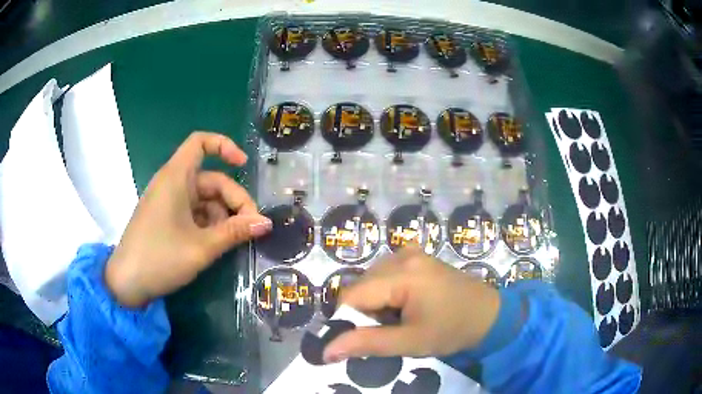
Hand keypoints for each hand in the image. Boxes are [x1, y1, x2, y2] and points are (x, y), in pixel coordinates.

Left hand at [105, 132, 271, 306]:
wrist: (126, 283)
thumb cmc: (160, 259)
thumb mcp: (201, 247)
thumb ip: (235, 232)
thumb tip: (266, 223)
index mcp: (176, 178)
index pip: (200, 142)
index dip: (225, 147)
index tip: (244, 167)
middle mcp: (172, 184)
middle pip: (211, 179)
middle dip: (234, 200)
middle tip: (251, 228)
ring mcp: (168, 202)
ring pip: (204, 199)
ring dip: (223, 216)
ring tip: (232, 241)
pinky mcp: (166, 218)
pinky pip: (194, 212)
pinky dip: (209, 224)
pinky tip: (216, 243)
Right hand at [324, 248, 500, 362]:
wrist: (489, 315)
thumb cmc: (452, 330)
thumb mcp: (410, 342)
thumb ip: (368, 343)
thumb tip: (326, 350)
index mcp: (402, 274)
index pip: (351, 295)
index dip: (348, 319)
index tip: (361, 339)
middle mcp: (403, 255)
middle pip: (361, 285)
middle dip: (365, 311)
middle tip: (388, 329)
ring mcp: (411, 252)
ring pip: (371, 279)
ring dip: (376, 301)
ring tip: (399, 318)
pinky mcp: (417, 256)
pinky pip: (386, 273)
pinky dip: (386, 290)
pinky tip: (405, 302)